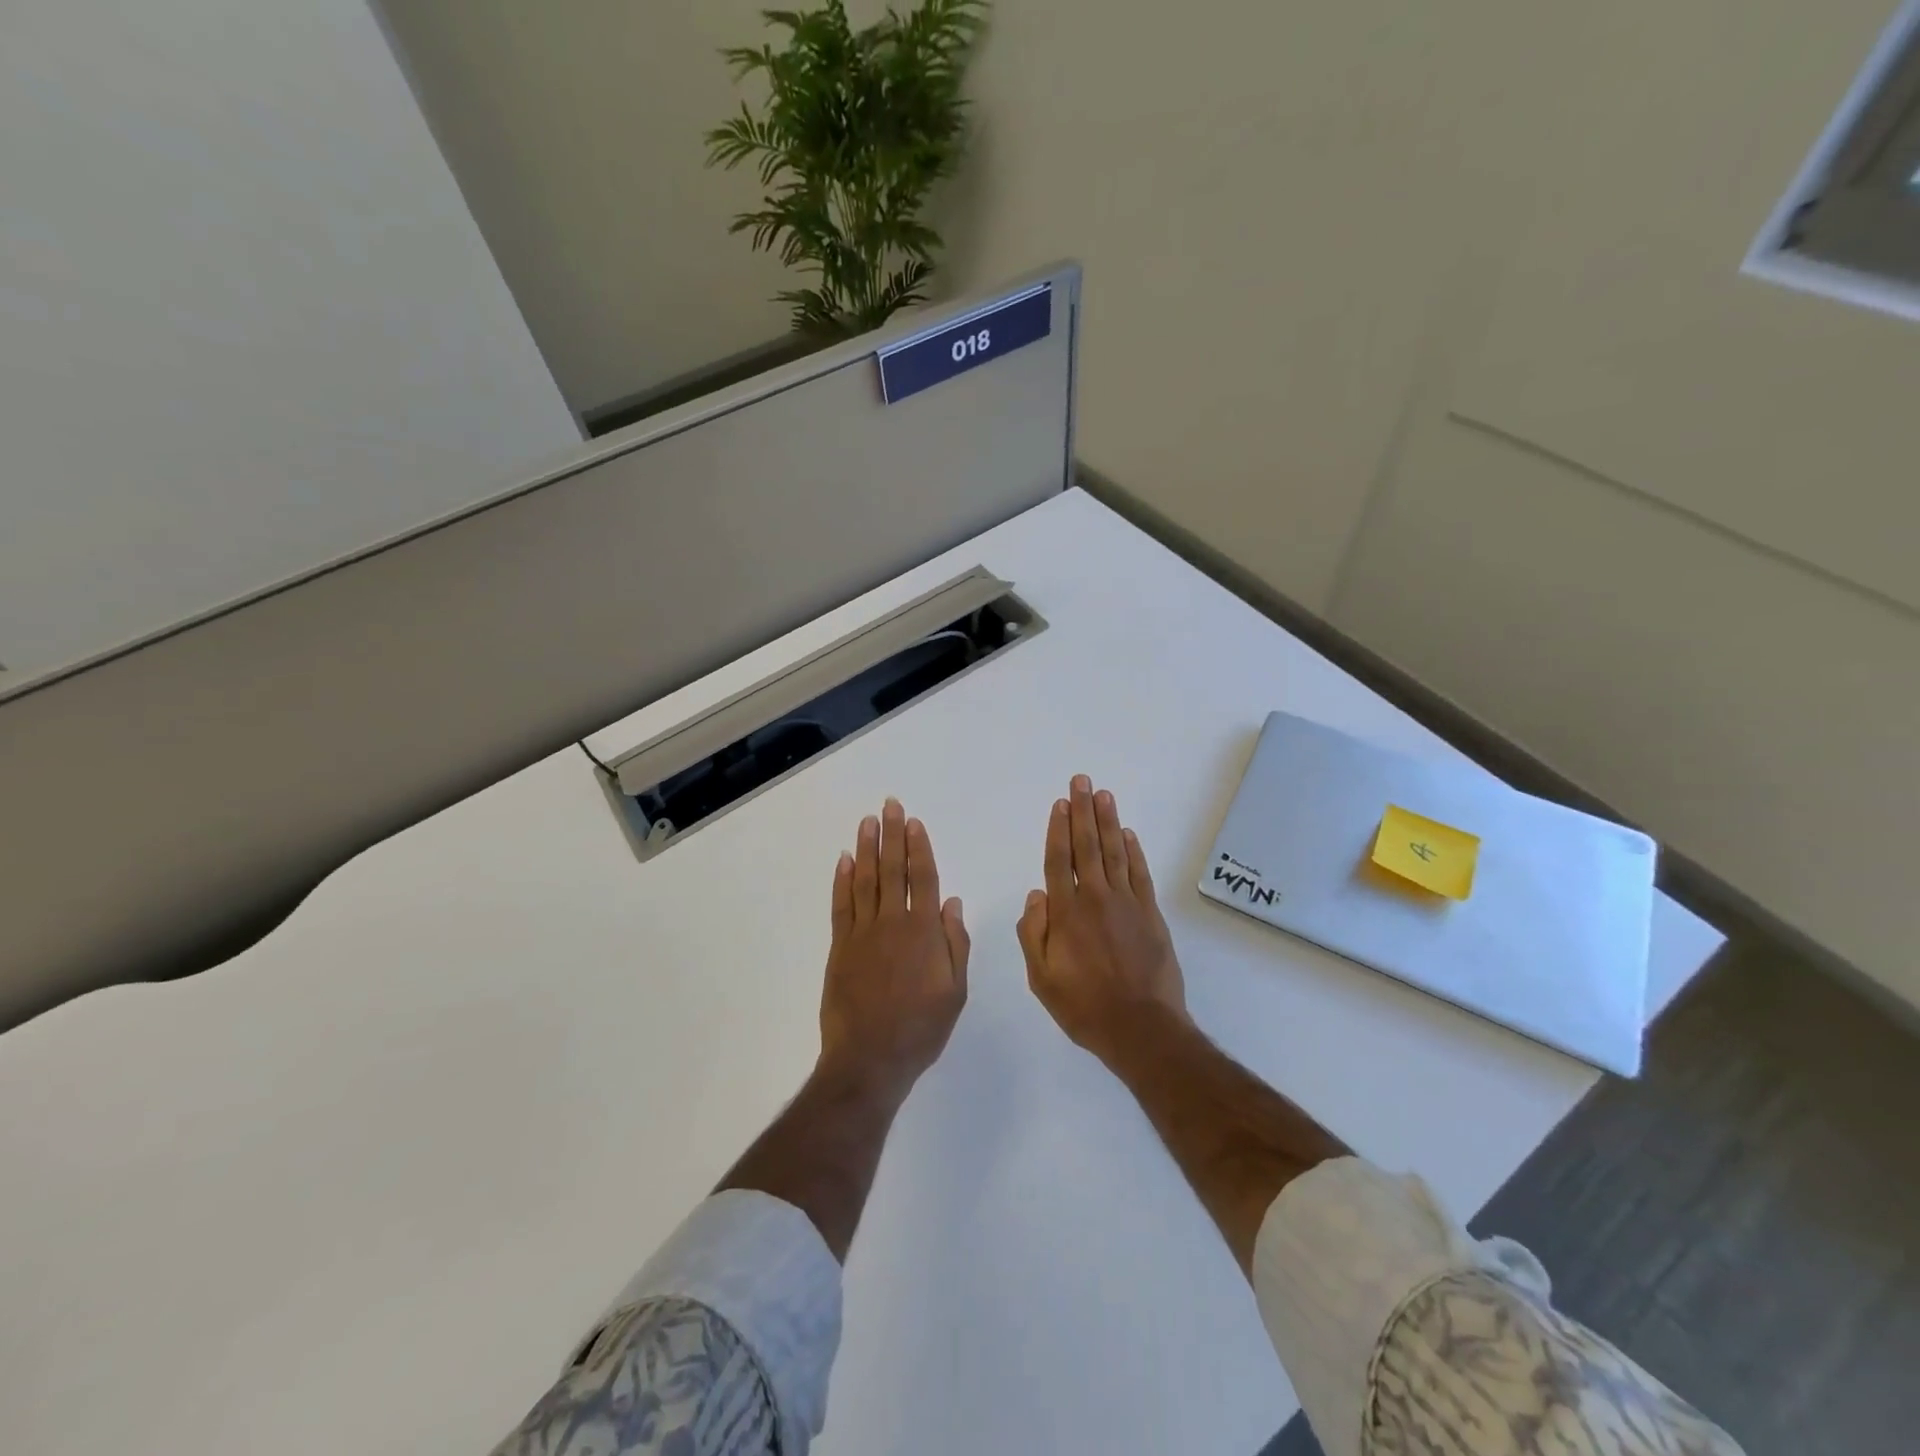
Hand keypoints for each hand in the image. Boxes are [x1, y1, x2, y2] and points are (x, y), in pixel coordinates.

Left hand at [816, 798, 969, 1108]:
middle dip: (892, 835)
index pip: (923, 879)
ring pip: (864, 880)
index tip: (914, 823)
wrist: (869, 1059)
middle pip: (892, 870)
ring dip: (866, 849)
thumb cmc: (920, 1029)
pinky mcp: (840, 947)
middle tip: (889, 805)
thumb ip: (955, 944)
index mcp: (924, 932)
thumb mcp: (955, 992)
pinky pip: (841, 905)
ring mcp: (863, 933)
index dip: (919, 849)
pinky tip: (844, 861)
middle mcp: (892, 923)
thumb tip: (952, 904)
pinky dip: (842, 881)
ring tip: (867, 822)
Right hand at [1018, 776, 1188, 1065]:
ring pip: (1114, 852)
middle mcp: (1095, 897)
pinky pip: (1140, 873)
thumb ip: (1033, 934)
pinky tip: (1127, 834)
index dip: (1058, 829)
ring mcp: (1126, 903)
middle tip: (1082, 781)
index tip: (1060, 803)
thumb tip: (1036, 895)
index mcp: (1066, 912)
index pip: (1059, 860)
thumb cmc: (1084, 1006)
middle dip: (1083, 811)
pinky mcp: (1150, 913)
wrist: (1141, 1027)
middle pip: (1087, 846)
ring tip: (1104, 794)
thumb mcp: (1042, 978)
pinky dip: (1134, 851)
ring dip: (1107, 821)